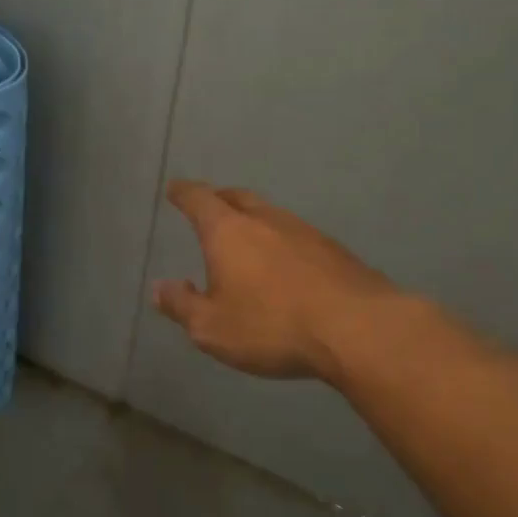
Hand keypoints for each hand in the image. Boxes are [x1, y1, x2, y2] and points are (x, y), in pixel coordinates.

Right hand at [152, 180, 395, 381]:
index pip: (199, 200)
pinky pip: (296, 236)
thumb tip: (160, 287)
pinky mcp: (334, 250)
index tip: (174, 188)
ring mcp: (304, 231)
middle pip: (237, 197)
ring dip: (253, 219)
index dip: (184, 193)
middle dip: (219, 198)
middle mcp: (265, 220)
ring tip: (245, 237)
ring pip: (270, 214)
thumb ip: (182, 305)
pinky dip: (280, 241)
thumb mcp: (212, 328)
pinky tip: (284, 263)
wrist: (357, 328)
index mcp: (228, 232)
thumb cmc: (271, 326)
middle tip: (209, 205)